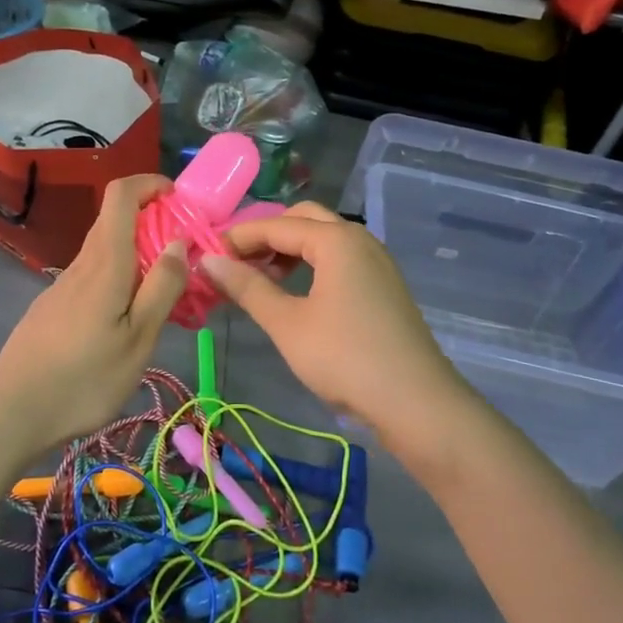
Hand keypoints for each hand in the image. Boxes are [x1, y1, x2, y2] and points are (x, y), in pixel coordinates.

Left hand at [0, 175, 188, 477]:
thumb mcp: (138, 339)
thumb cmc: (84, 378)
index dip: (149, 184)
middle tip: (184, 257)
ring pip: (104, 252)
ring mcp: (62, 286)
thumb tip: (179, 242)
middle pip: (114, 221)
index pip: (120, 195)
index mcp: (105, 263)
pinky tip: (125, 321)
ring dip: (137, 256)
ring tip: (163, 297)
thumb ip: (162, 288)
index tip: (177, 200)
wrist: (13, 412)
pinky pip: (92, 277)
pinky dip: (118, 279)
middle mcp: (81, 264)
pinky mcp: (53, 307)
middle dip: (152, 223)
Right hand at [202, 204, 468, 446]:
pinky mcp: (384, 284)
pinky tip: (297, 294)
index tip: (207, 258)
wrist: (416, 402)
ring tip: (261, 280)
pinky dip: (312, 264)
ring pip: (324, 238)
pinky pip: (340, 258)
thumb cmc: (345, 358)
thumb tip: (209, 261)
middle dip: (266, 235)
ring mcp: (376, 261)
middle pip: (303, 219)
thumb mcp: (287, 324)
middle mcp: (359, 239)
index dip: (238, 238)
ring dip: (290, 249)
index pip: (275, 224)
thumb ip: (247, 287)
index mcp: (336, 239)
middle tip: (237, 264)